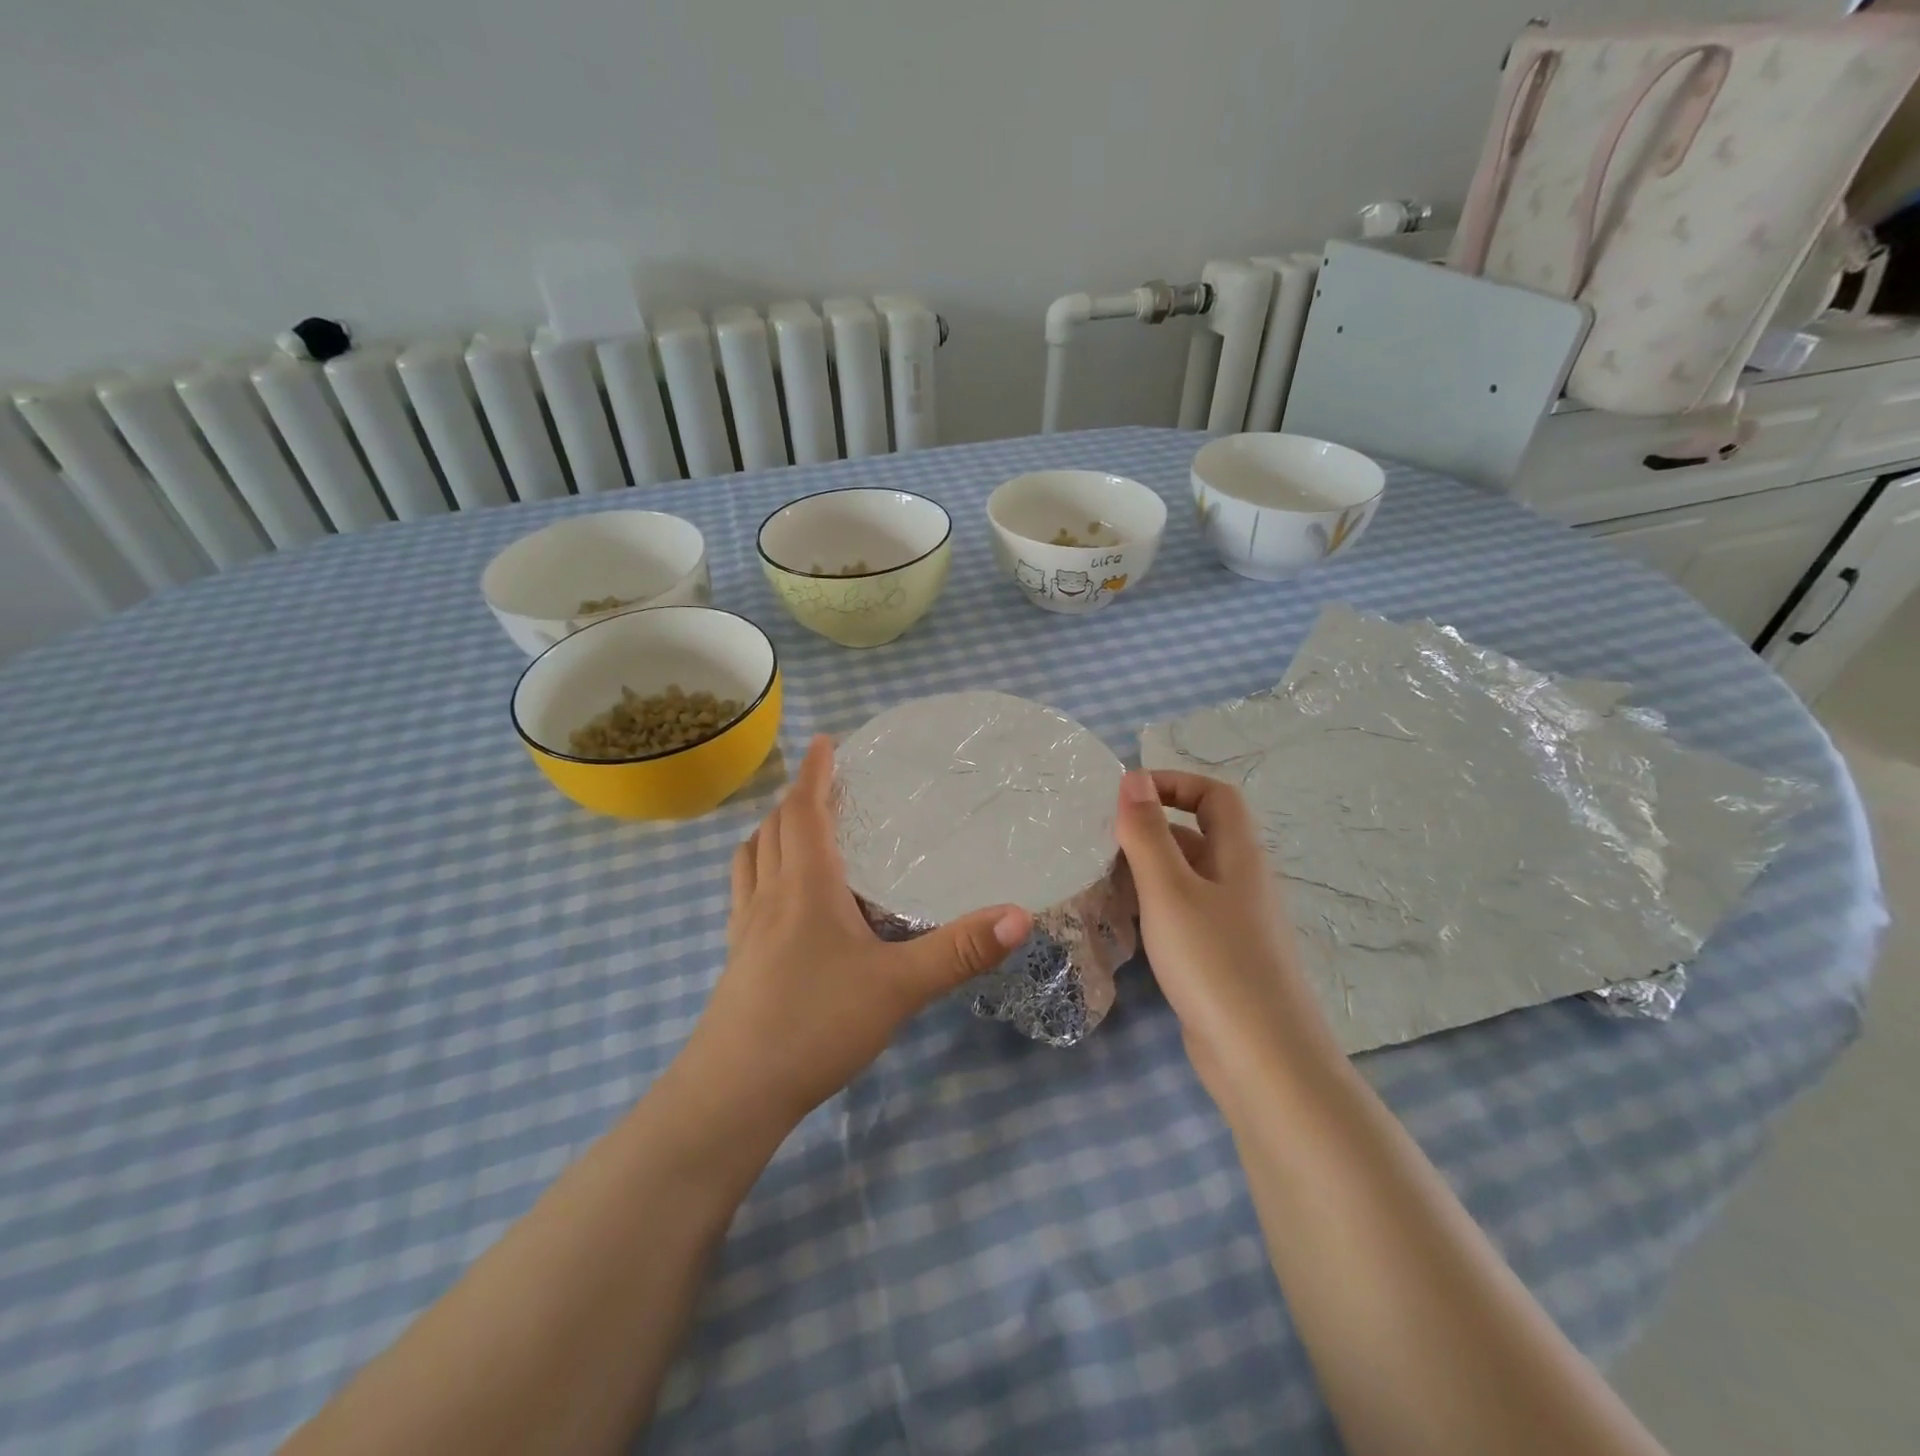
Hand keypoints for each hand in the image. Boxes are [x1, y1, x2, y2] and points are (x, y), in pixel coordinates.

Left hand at [687, 735, 1033, 1124]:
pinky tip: (775, 898)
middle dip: (796, 797)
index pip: (805, 811)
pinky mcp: (734, 959)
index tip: (825, 741)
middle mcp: (769, 896)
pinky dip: (757, 871)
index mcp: (806, 887)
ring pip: (750, 858)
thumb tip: (1020, 914)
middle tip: (822, 783)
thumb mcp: (899, 987)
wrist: (733, 1093)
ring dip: (770, 831)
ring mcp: (743, 928)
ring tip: (793, 828)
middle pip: (774, 828)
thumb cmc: (815, 1024)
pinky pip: (742, 893)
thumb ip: (959, 951)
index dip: (815, 773)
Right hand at [1114, 769, 1336, 1103]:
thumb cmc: (1214, 962)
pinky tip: (1124, 922)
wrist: (1262, 1060)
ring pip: (1186, 877)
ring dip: (1146, 870)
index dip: (1174, 783)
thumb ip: (1148, 833)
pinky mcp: (1222, 957)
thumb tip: (1133, 778)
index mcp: (1239, 855)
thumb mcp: (1170, 890)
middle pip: (1197, 835)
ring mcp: (1233, 922)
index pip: (1215, 795)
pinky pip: (1184, 914)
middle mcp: (1241, 881)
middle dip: (1149, 830)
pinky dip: (1154, 907)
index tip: (1126, 796)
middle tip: (1099, 840)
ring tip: (1099, 878)